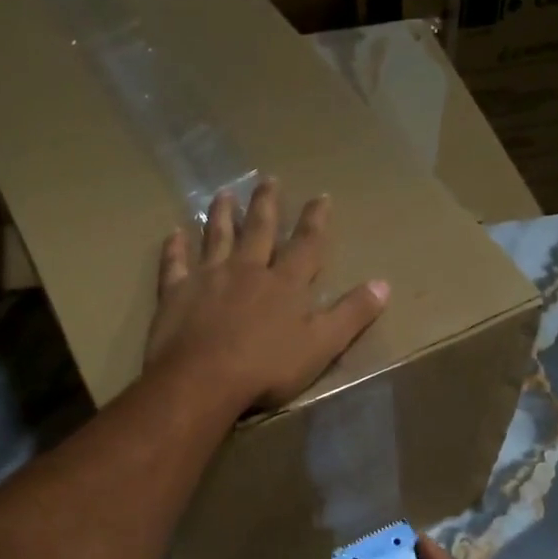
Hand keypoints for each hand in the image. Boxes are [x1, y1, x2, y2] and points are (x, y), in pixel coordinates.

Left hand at [145, 180, 387, 410]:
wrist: (203, 380)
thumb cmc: (267, 368)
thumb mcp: (322, 345)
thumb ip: (351, 314)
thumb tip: (384, 284)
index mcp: (285, 284)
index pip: (306, 245)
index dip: (315, 220)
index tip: (321, 196)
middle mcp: (247, 270)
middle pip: (259, 230)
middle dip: (267, 204)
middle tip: (268, 179)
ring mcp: (208, 278)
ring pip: (217, 237)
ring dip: (222, 215)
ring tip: (224, 193)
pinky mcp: (176, 293)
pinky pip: (175, 264)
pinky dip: (175, 249)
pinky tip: (173, 234)